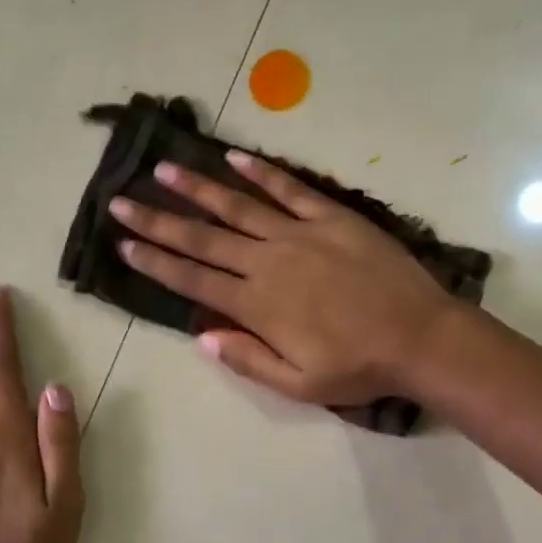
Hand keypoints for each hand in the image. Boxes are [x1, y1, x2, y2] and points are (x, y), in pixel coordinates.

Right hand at [108, 151, 455, 405]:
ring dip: (197, 188)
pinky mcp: (332, 217)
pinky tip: (233, 158)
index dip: (155, 261)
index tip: (124, 244)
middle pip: (202, 238)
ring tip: (163, 170)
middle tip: (121, 201)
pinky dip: (261, 172)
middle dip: (158, 220)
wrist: (420, 337)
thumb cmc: (358, 368)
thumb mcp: (299, 385)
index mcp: (257, 305)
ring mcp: (300, 234)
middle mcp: (268, 262)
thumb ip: (248, 360)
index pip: (193, 280)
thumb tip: (202, 337)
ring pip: (237, 205)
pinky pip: (289, 189)